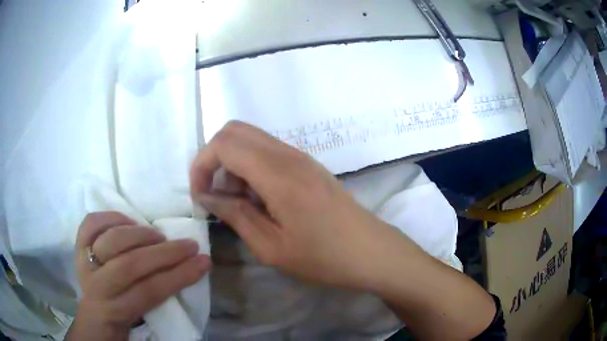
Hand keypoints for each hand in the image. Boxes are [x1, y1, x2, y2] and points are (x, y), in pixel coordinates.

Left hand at [67, 212, 210, 340]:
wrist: (95, 311)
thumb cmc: (124, 314)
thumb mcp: (141, 316)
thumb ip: (157, 294)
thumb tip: (187, 267)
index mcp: (117, 310)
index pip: (150, 291)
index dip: (179, 276)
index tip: (203, 262)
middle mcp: (98, 286)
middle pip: (130, 265)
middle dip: (164, 253)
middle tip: (188, 245)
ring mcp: (85, 262)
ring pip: (111, 241)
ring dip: (140, 234)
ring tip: (158, 235)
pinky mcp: (77, 245)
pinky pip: (91, 223)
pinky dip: (111, 217)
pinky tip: (128, 221)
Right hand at [190, 121, 402, 289]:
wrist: (370, 251)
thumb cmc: (323, 257)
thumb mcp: (271, 246)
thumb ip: (235, 214)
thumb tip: (206, 196)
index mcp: (278, 173)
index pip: (223, 143)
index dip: (201, 166)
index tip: (200, 197)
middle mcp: (288, 154)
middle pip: (234, 131)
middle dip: (213, 159)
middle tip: (215, 195)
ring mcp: (300, 156)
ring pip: (251, 139)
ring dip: (232, 164)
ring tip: (238, 202)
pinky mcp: (307, 164)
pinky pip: (267, 151)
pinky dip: (250, 167)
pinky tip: (258, 199)